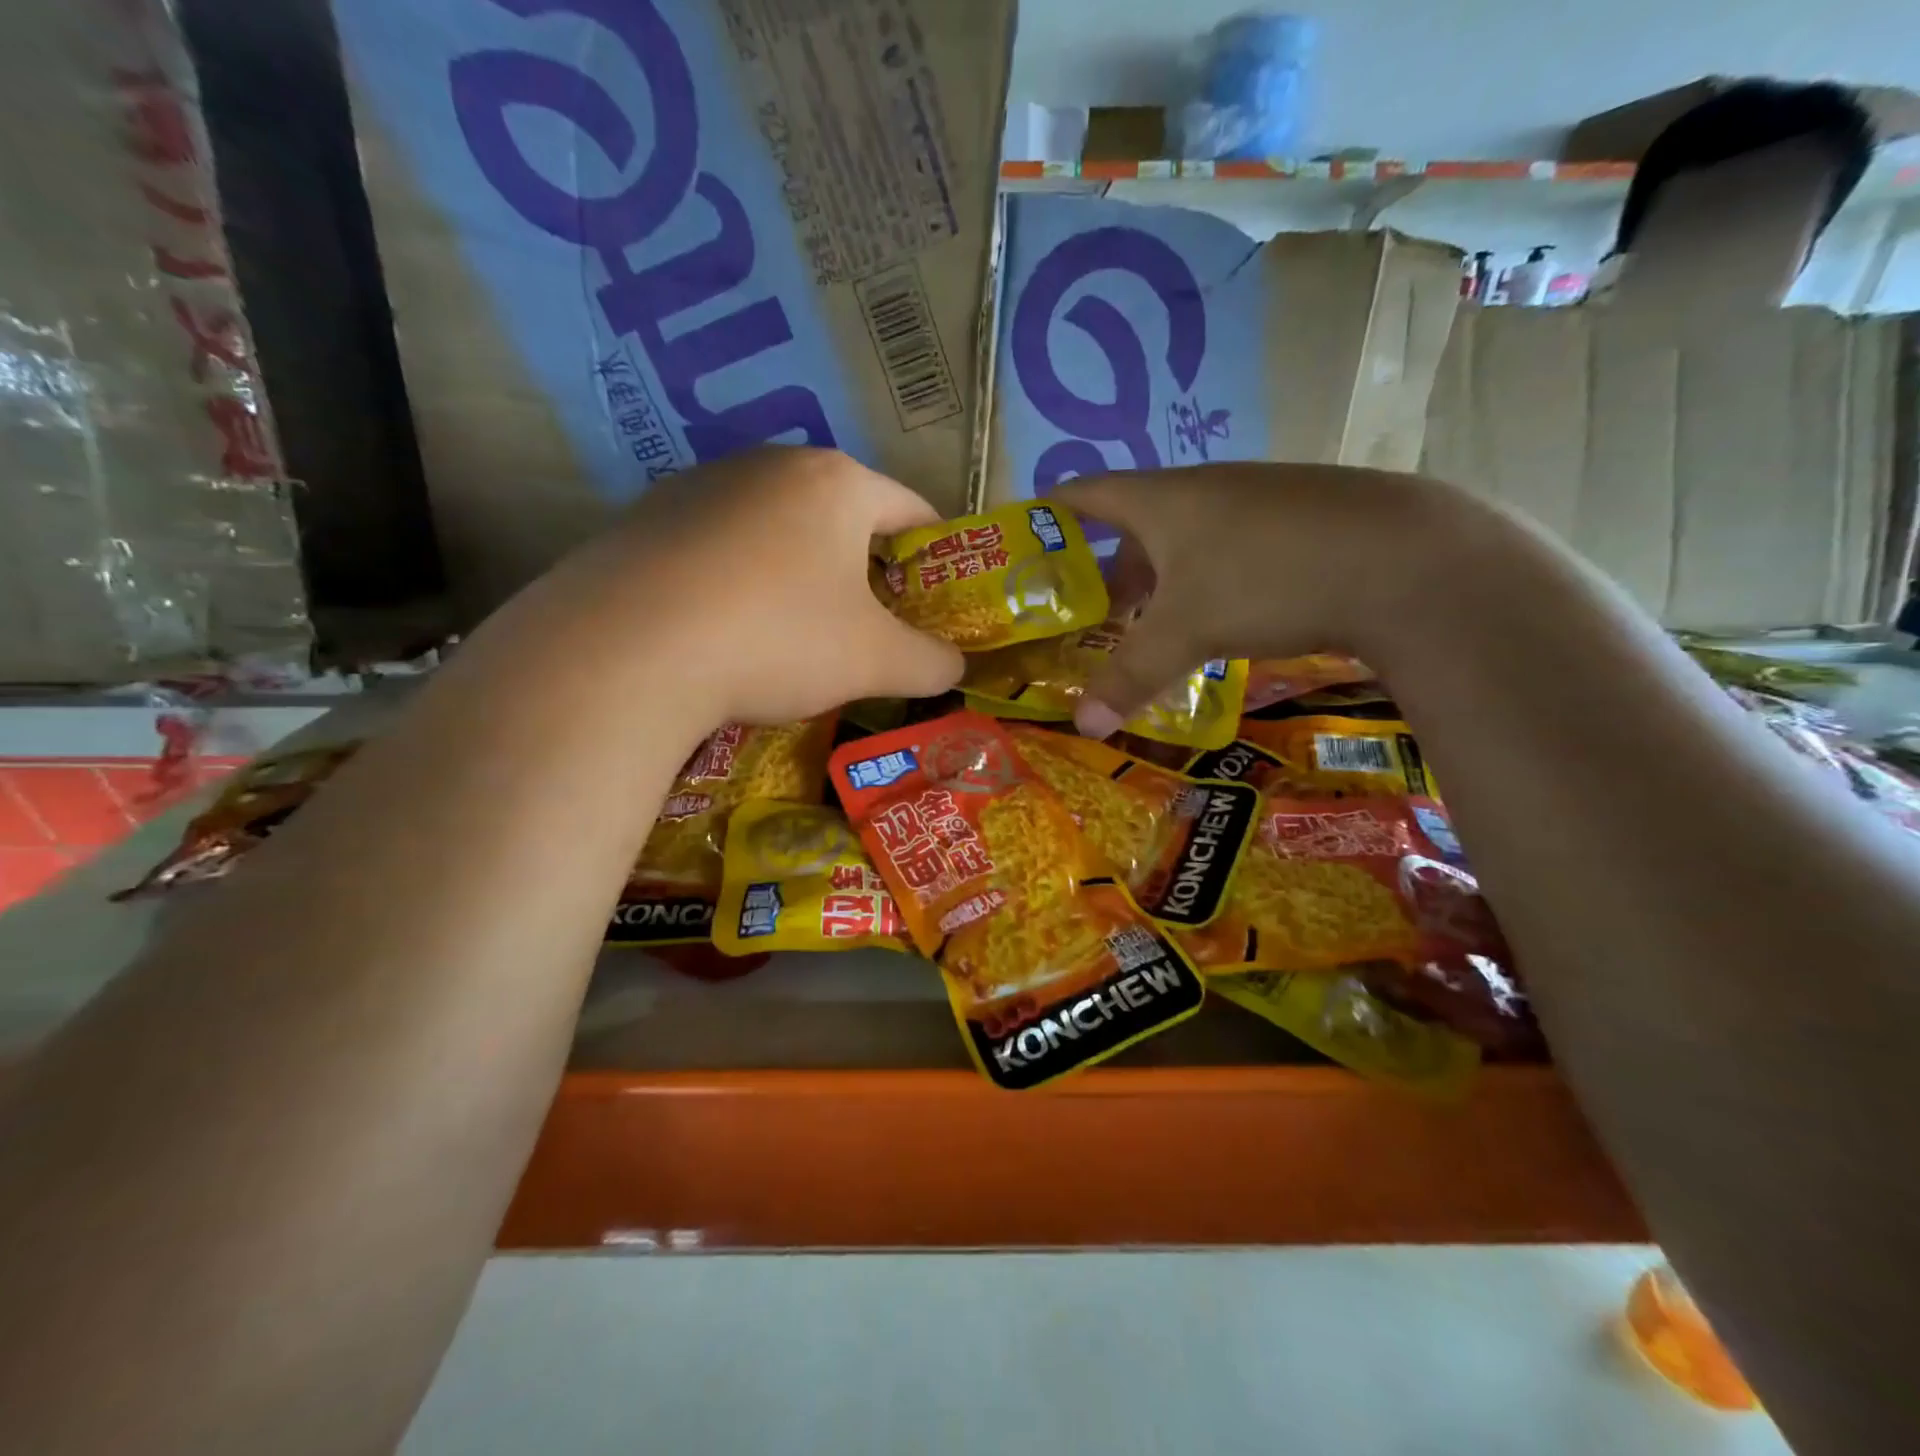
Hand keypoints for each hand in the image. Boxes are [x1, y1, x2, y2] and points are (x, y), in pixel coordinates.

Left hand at [495, 448, 964, 726]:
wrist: (626, 650)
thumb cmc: (777, 638)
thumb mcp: (875, 661)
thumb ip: (932, 662)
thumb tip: (955, 666)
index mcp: (836, 482)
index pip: (913, 509)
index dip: (938, 557)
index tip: (939, 604)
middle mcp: (769, 465)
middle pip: (844, 517)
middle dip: (867, 571)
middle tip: (873, 629)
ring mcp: (701, 486)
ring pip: (779, 531)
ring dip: (802, 576)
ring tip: (797, 636)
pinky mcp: (649, 518)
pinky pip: (722, 548)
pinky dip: (742, 582)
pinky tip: (730, 631)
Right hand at [1052, 463, 1491, 735]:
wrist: (1407, 558)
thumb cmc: (1268, 577)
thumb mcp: (1186, 632)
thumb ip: (1130, 677)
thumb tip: (1082, 727)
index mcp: (1164, 499)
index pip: (1088, 491)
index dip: (1052, 511)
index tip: (1027, 536)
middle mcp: (1207, 490)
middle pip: (1137, 523)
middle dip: (1108, 568)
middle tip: (1088, 612)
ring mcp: (1259, 502)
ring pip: (1188, 540)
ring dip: (1162, 580)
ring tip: (1149, 627)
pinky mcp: (1302, 522)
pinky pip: (1233, 550)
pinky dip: (1209, 582)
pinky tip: (1221, 620)